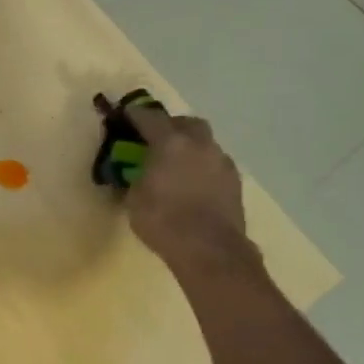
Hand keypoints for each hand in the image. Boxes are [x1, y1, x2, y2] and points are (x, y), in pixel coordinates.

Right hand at [125, 105, 249, 268]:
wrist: (210, 250)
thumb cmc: (164, 222)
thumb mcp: (135, 201)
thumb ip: (136, 179)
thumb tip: (139, 175)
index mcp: (171, 143)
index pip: (150, 118)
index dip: (136, 114)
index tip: (128, 113)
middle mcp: (200, 144)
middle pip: (186, 123)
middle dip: (172, 126)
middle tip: (158, 139)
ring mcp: (222, 162)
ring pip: (205, 144)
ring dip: (191, 148)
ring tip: (178, 166)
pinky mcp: (235, 182)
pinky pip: (215, 165)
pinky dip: (203, 168)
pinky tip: (195, 185)